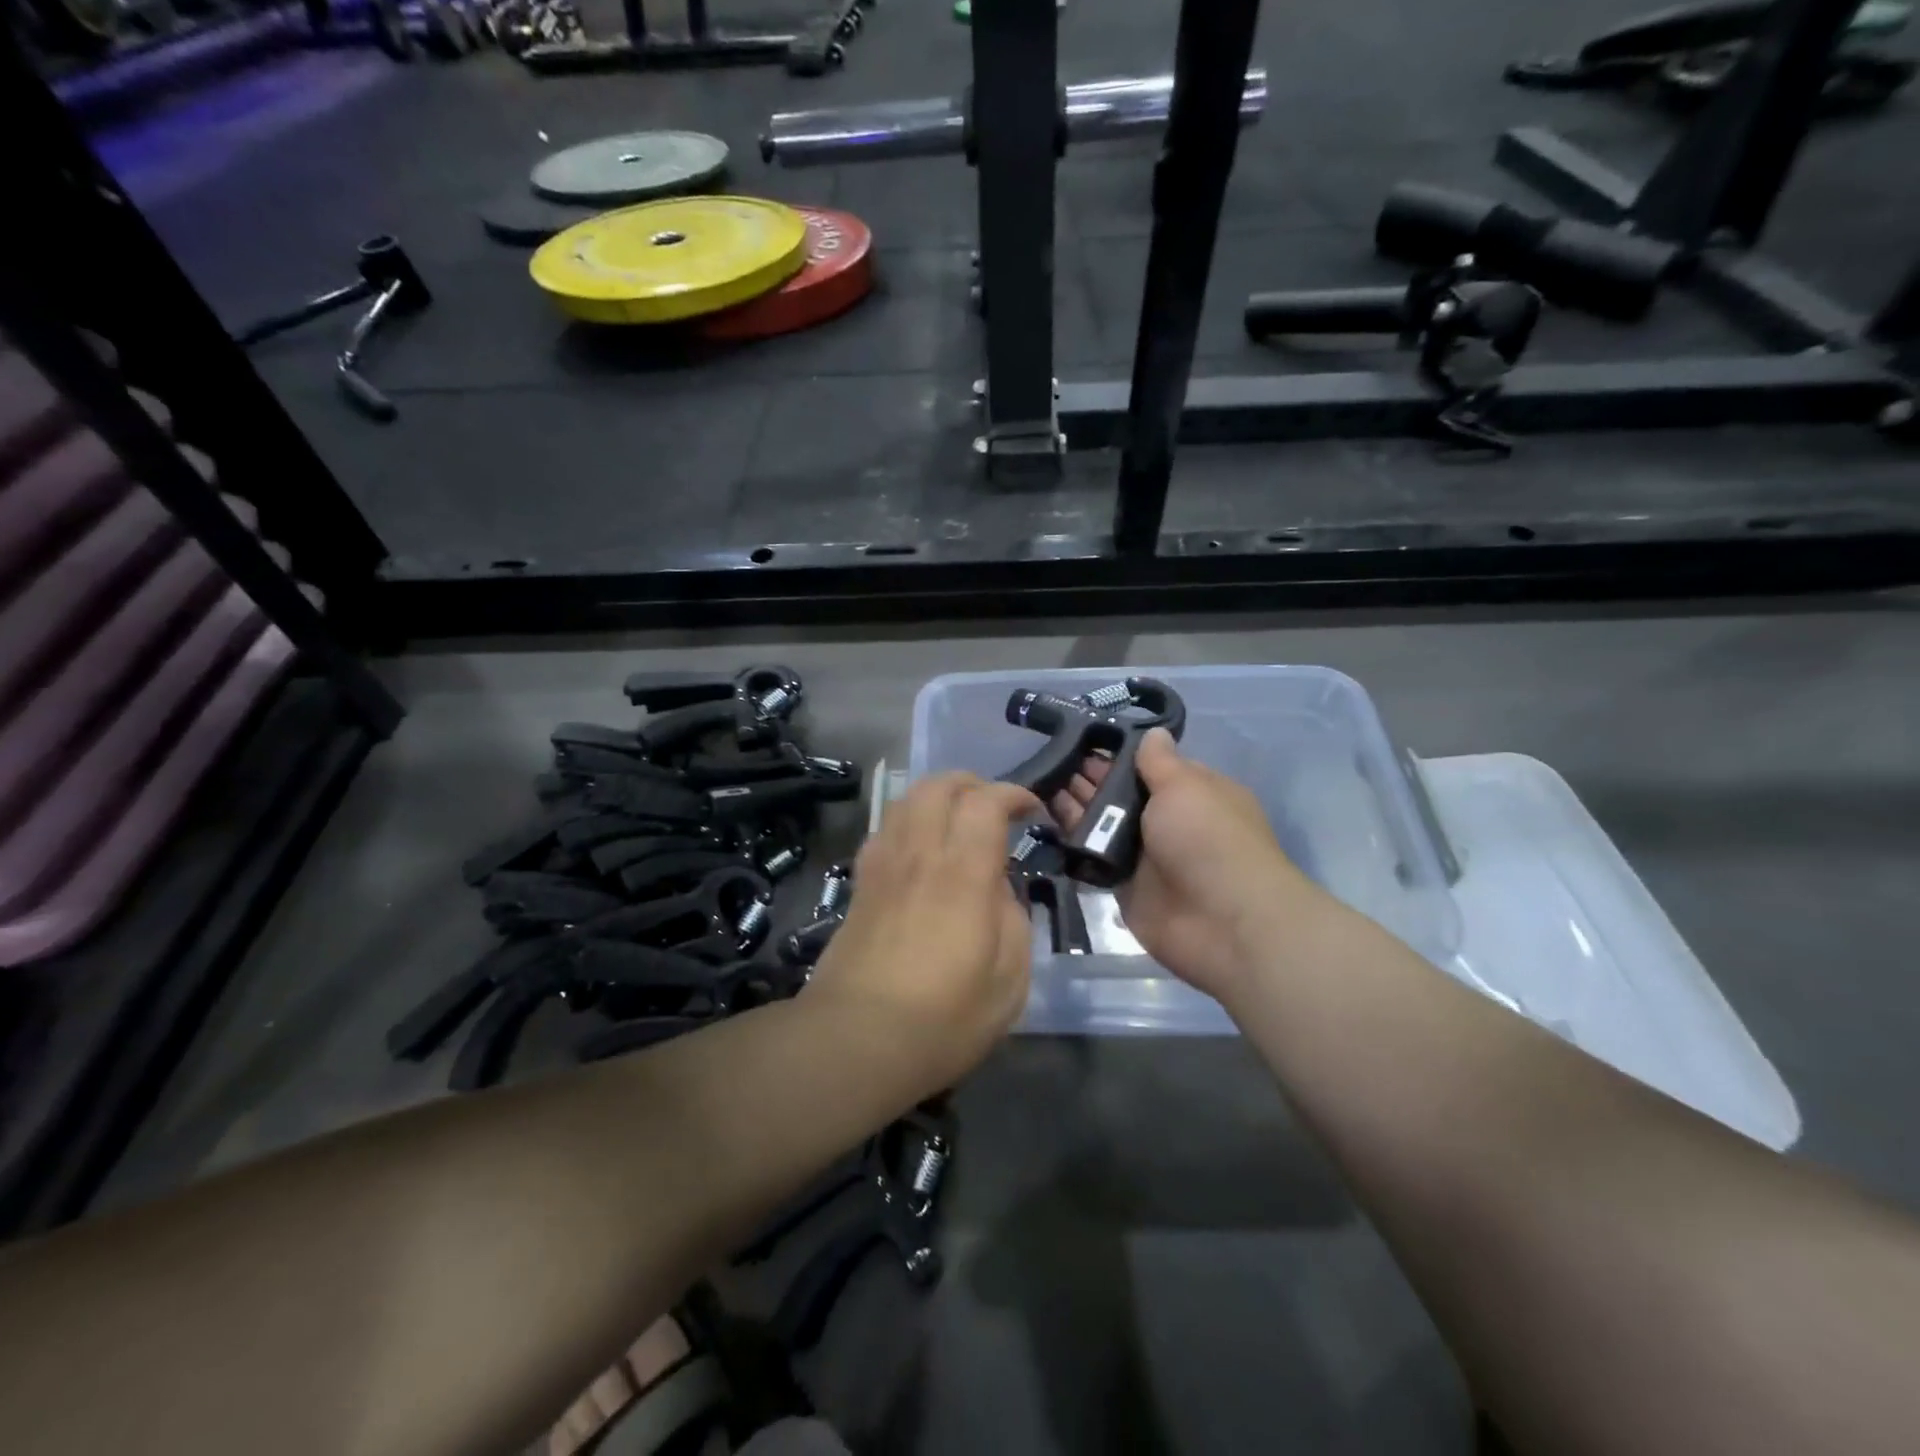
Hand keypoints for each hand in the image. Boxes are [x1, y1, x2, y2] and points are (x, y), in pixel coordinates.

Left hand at [806, 772, 1040, 1088]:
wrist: (857, 1039)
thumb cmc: (944, 1017)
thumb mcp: (1009, 979)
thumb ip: (1012, 918)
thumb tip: (996, 887)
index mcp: (963, 873)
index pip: (985, 802)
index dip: (1013, 793)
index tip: (1032, 808)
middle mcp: (919, 855)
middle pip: (938, 785)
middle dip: (972, 783)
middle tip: (994, 807)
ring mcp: (883, 866)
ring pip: (905, 801)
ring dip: (937, 796)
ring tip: (957, 821)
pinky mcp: (859, 885)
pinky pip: (883, 830)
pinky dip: (907, 821)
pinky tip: (918, 849)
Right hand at [1051, 728, 1319, 1002]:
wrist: (1222, 922)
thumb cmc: (1208, 840)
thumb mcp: (1185, 786)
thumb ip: (1159, 761)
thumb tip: (1153, 731)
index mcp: (1191, 792)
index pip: (1148, 765)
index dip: (1115, 754)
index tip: (1078, 738)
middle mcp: (1167, 820)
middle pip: (1120, 794)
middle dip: (1088, 778)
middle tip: (1046, 761)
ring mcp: (1145, 855)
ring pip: (1102, 825)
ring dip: (1074, 807)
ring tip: (1037, 784)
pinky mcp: (1124, 886)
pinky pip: (1093, 859)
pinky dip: (1072, 843)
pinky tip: (1041, 821)